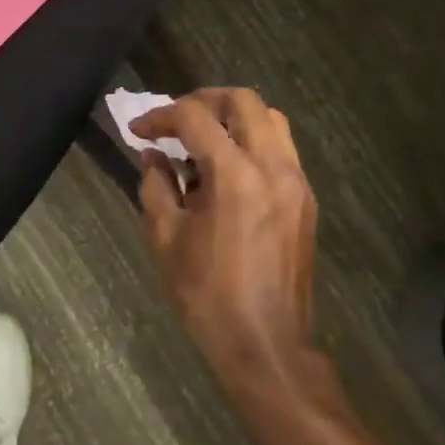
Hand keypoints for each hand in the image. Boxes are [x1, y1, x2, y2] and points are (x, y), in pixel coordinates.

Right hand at [133, 88, 318, 381]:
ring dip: (234, 117)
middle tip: (176, 119)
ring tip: (204, 139)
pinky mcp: (306, 198)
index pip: (194, 118)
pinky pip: (281, 148)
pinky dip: (253, 141)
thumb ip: (156, 185)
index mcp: (234, 175)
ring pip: (270, 118)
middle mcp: (272, 166)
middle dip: (204, 100)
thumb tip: (153, 155)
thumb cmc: (207, 295)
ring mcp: (296, 180)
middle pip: (242, 100)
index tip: (139, 129)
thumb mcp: (166, 239)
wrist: (266, 344)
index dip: (160, 116)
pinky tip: (229, 168)